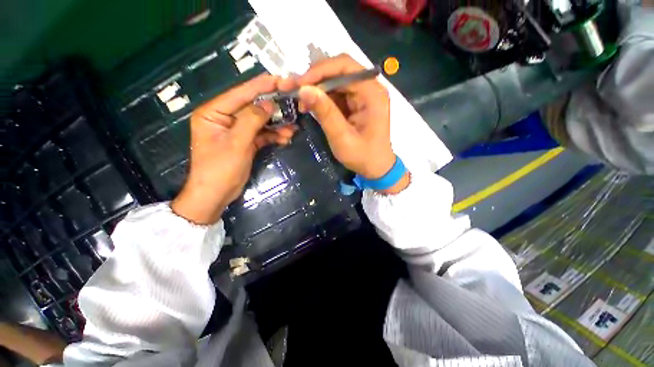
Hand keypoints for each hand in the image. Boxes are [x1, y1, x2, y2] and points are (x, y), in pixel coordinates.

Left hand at [171, 74, 296, 224]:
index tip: (280, 80)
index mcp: (214, 113)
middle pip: (252, 107)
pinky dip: (273, 136)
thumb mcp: (236, 143)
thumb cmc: (220, 169)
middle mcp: (224, 118)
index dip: (260, 86)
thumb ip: (252, 120)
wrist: (216, 194)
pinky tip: (285, 138)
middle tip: (292, 104)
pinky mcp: (245, 142)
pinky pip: (262, 134)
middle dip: (273, 109)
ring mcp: (236, 131)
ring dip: (276, 125)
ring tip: (292, 129)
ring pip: (260, 122)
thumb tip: (269, 103)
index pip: (240, 94)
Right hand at [280, 54, 408, 192]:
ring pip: (335, 81)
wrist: (376, 168)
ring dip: (316, 90)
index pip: (345, 67)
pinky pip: (337, 94)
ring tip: (301, 102)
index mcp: (372, 93)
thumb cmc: (363, 156)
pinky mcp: (357, 103)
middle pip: (339, 71)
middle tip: (294, 91)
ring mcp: (363, 95)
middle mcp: (370, 88)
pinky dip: (322, 99)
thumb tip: (303, 89)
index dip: (320, 71)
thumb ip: (325, 113)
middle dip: (315, 80)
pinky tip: (311, 107)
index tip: (299, 83)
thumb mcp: (342, 137)